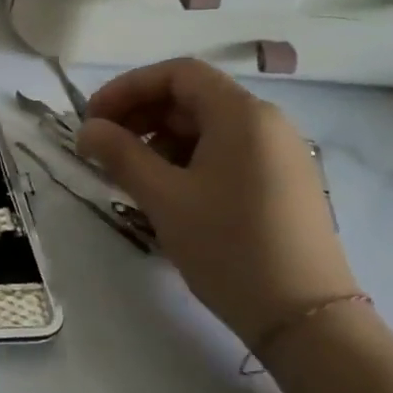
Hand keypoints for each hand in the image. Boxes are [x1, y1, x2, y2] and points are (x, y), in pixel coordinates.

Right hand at [75, 59, 356, 346]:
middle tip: (103, 147)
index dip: (128, 88)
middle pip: (192, 97)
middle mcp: (267, 123)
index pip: (177, 74)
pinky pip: (226, 151)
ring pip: (208, 126)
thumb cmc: (228, 246)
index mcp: (242, 115)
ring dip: (160, 139)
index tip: (93, 118)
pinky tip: (167, 190)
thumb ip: (120, 154)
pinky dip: (188, 158)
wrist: (305, 318)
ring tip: (130, 174)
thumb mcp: (163, 197)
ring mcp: (280, 153)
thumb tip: (87, 129)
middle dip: (141, 114)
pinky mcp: (283, 182)